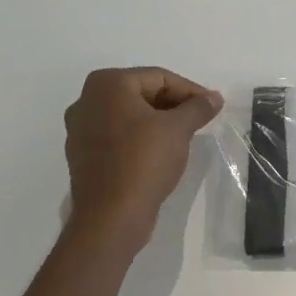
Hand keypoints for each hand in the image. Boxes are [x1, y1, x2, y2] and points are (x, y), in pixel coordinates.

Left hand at [63, 68, 222, 261]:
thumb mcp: (178, 129)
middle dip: (173, 105)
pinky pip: (118, 136)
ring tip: (184, 136)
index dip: (189, 90)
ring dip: (158, 122)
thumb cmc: (143, 161)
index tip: (211, 106)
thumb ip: (198, 107)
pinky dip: (140, 138)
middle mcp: (87, 100)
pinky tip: (160, 153)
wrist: (110, 217)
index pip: (159, 77)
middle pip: (142, 93)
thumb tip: (214, 97)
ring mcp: (80, 129)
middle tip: (200, 120)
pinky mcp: (83, 155)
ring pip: (129, 116)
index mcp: (107, 84)